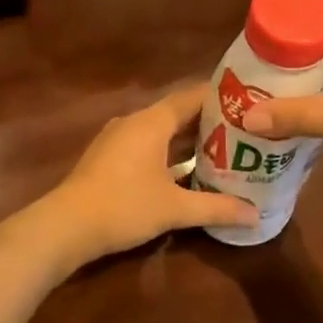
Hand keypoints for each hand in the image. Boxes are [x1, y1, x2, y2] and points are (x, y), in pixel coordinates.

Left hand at [45, 84, 258, 260]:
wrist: (66, 226)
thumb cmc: (124, 206)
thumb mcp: (175, 209)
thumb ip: (217, 208)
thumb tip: (256, 216)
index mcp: (152, 121)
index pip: (192, 96)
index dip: (221, 98)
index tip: (248, 105)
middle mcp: (134, 122)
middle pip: (177, 113)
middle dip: (209, 122)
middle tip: (244, 132)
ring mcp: (117, 138)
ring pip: (160, 130)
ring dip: (187, 140)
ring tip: (221, 151)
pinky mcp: (107, 157)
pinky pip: (145, 144)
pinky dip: (167, 152)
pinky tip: (184, 171)